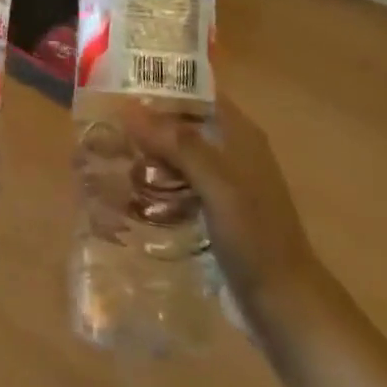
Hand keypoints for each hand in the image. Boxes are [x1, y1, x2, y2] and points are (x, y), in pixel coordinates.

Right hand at [124, 90, 316, 311]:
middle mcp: (231, 151)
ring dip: (146, 153)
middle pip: (182, 123)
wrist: (283, 302)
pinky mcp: (212, 211)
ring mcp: (222, 183)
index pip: (197, 91)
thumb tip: (128, 108)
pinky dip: (154, 182)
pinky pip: (176, 184)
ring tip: (105, 153)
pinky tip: (126, 190)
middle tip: (102, 122)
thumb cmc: (254, 236)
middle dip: (146, 122)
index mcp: (240, 134)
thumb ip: (178, 144)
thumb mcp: (217, 184)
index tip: (119, 83)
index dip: (162, 84)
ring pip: (176, 155)